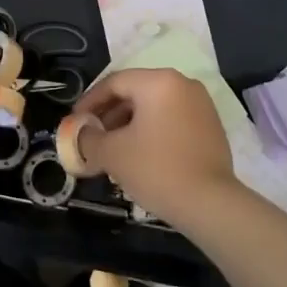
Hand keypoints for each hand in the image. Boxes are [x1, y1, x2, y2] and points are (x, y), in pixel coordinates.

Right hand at [73, 68, 238, 225]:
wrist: (211, 204)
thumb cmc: (157, 169)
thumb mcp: (112, 153)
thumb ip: (88, 138)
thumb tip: (80, 134)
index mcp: (158, 82)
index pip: (114, 83)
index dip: (90, 101)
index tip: (75, 121)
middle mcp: (182, 84)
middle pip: (135, 92)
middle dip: (109, 114)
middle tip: (92, 136)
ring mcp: (201, 104)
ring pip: (154, 107)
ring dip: (129, 124)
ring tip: (113, 149)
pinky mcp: (211, 126)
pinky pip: (172, 119)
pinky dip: (152, 131)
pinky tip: (140, 155)